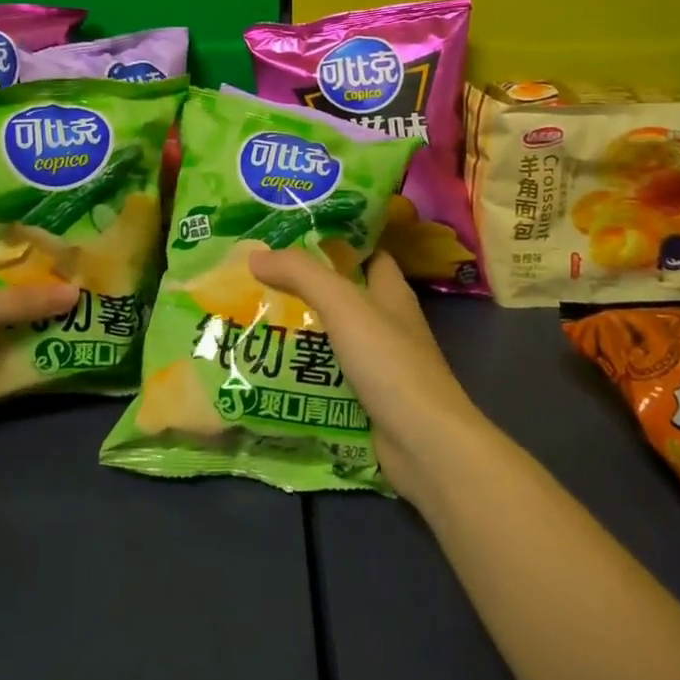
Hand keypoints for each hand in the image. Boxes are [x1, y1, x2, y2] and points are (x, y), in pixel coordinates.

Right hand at [248, 248, 492, 506]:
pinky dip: (305, 371)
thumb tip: (256, 255)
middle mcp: (387, 321)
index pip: (365, 251)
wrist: (424, 444)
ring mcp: (379, 363)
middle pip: (343, 294)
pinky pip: (329, 375)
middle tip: (260, 279)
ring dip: (300, 330)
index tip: (292, 235)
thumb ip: (301, 274)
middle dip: (305, 287)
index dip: (335, 240)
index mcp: (391, 290)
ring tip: (254, 319)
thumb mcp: (343, 305)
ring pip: (333, 336)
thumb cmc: (389, 362)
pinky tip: (271, 367)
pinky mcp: (368, 398)